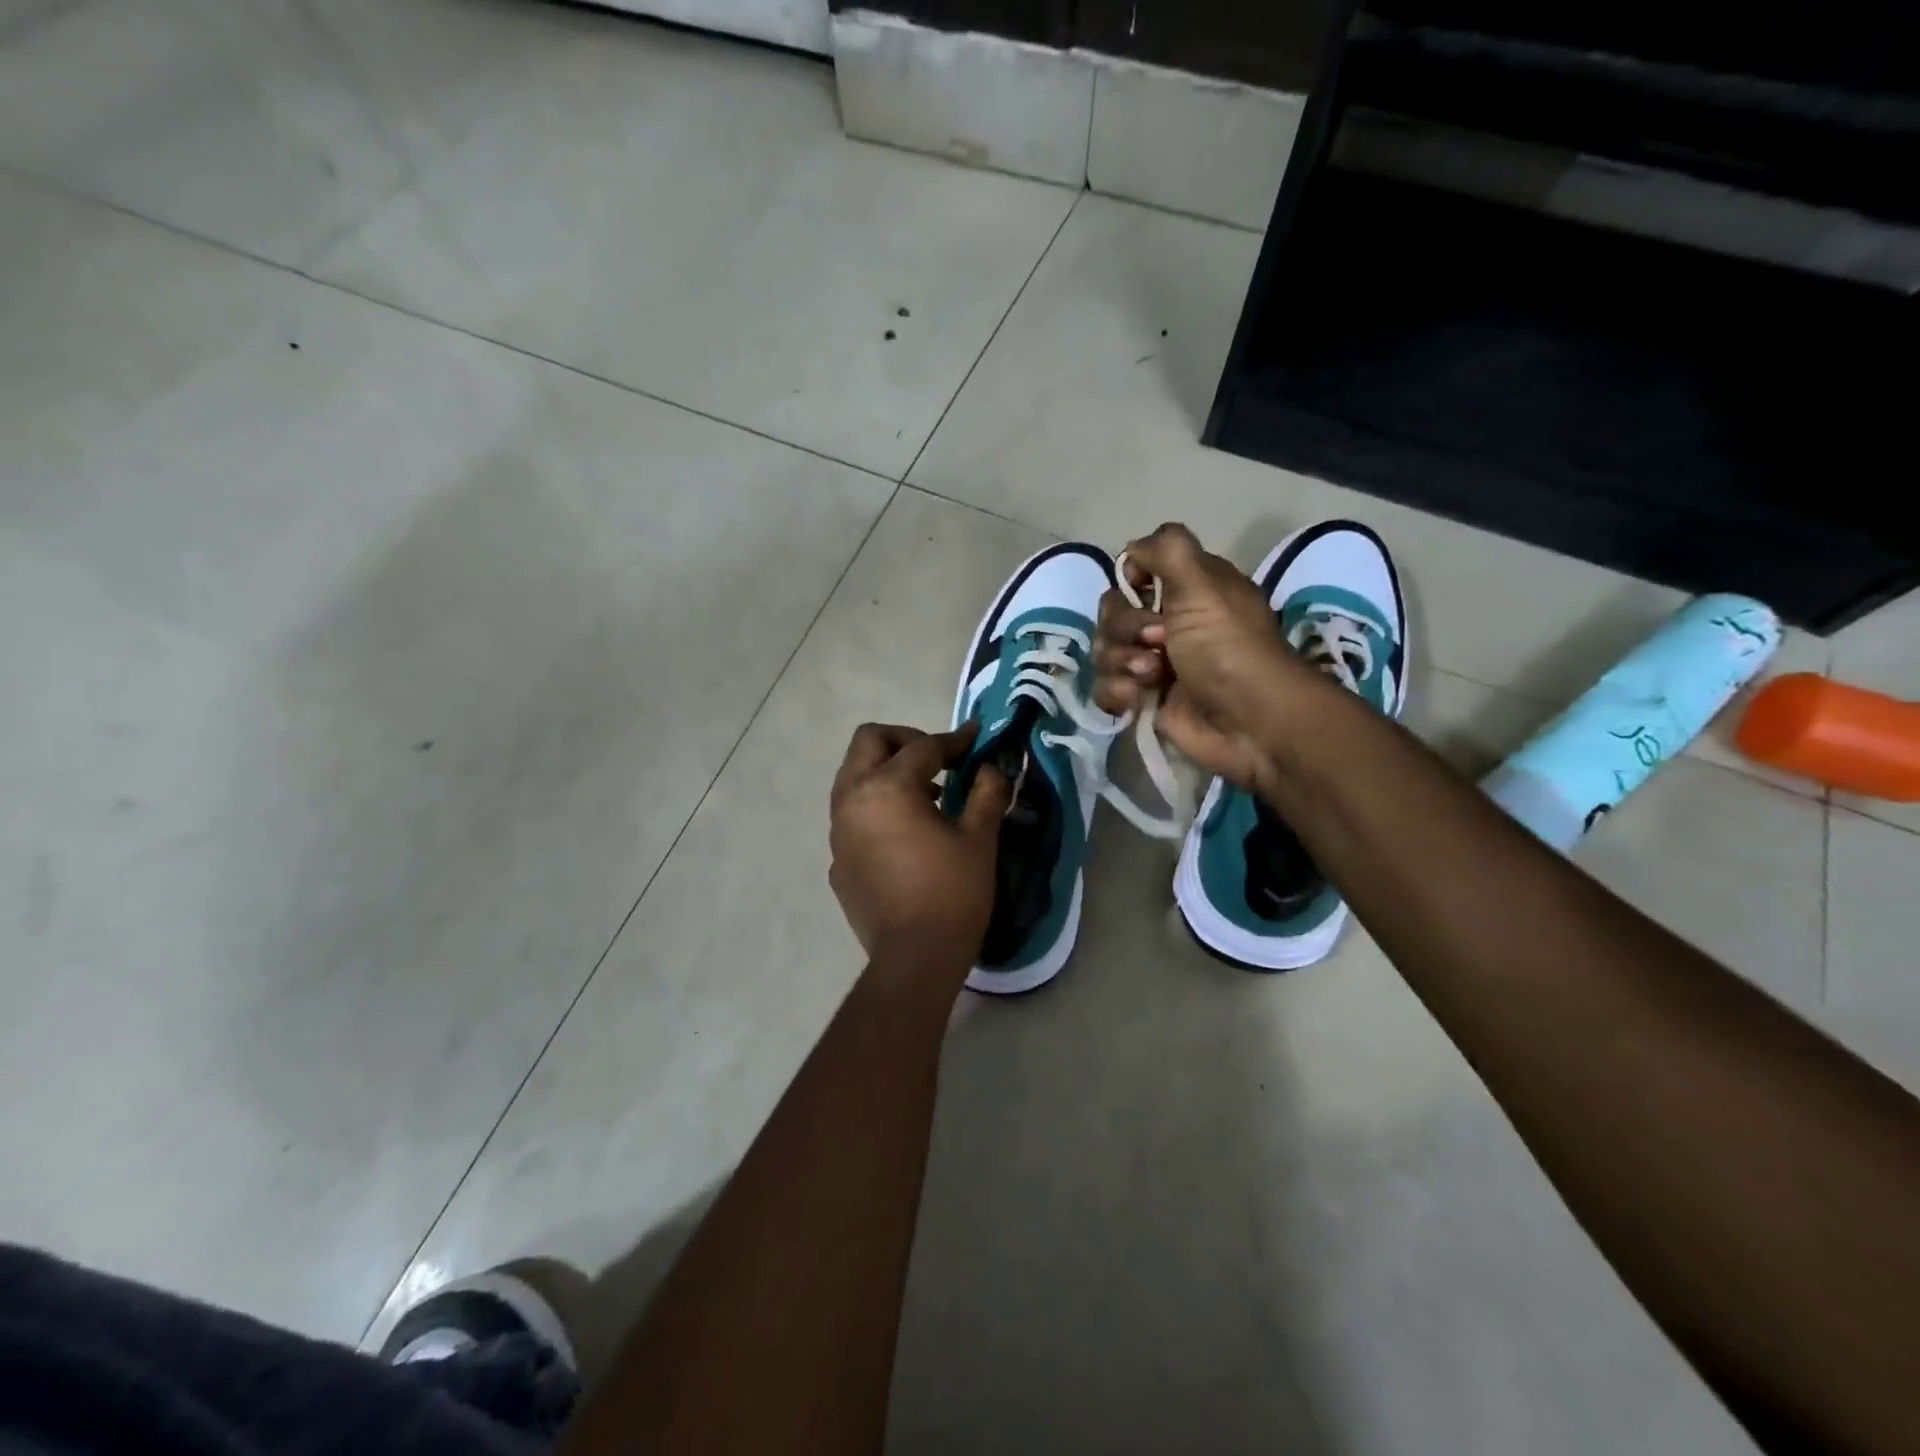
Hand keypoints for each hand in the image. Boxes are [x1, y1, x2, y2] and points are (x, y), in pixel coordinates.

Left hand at [829, 722, 1011, 977]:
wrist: (915, 958)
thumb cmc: (952, 892)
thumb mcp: (979, 837)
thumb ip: (986, 791)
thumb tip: (991, 767)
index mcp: (886, 788)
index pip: (922, 747)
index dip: (954, 740)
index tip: (976, 739)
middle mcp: (852, 801)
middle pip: (868, 742)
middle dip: (904, 740)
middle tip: (938, 758)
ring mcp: (838, 832)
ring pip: (853, 778)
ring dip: (886, 772)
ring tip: (926, 796)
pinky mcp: (837, 861)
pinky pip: (852, 816)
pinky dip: (876, 809)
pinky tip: (905, 836)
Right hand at [1093, 522, 1324, 792]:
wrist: (1248, 721)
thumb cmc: (1227, 647)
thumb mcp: (1203, 582)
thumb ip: (1167, 548)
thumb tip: (1133, 552)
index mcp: (1187, 591)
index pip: (1135, 573)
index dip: (1129, 581)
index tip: (1140, 590)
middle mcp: (1169, 623)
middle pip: (1112, 613)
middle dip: (1125, 628)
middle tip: (1157, 641)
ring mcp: (1154, 664)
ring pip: (1105, 650)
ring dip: (1122, 661)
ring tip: (1151, 677)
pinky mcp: (1143, 700)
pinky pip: (1104, 687)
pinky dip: (1117, 691)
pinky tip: (1137, 699)